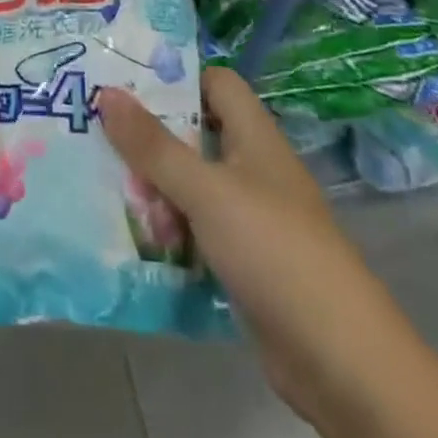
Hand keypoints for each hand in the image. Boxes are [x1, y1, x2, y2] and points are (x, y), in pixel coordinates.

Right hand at [97, 67, 357, 407]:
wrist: (339, 360)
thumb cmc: (273, 250)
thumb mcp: (205, 191)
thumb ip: (154, 145)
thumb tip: (106, 92)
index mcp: (254, 135)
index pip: (214, 82)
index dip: (175, 77)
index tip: (125, 83)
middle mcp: (253, 168)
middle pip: (196, 134)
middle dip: (151, 138)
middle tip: (98, 136)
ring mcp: (251, 217)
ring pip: (192, 185)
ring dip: (156, 189)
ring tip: (105, 189)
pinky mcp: (245, 261)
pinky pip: (198, 230)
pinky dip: (171, 231)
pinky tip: (134, 238)